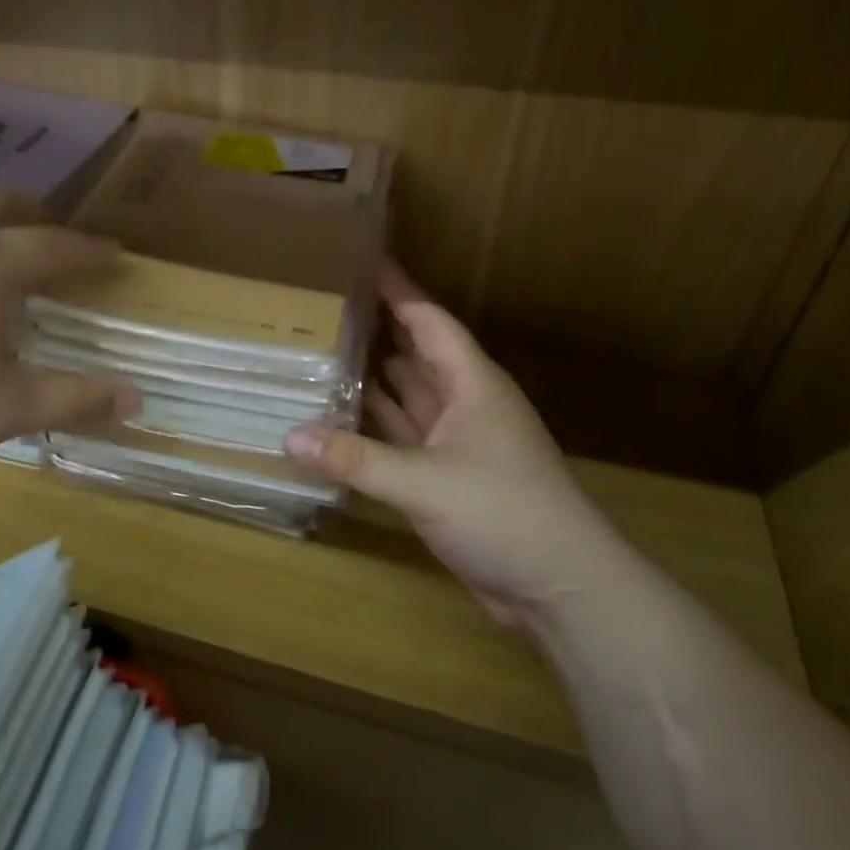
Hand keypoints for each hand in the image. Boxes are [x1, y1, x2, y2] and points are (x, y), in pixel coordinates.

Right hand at [285, 264, 627, 630]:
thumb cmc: (504, 513)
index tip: (361, 262)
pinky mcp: (444, 479)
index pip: (428, 322)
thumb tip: (289, 436)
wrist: (560, 586)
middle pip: (413, 356)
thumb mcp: (425, 482)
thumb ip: (355, 458)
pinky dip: (372, 430)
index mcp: (471, 385)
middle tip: (321, 312)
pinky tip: (337, 423)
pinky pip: (400, 441)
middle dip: (375, 333)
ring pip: (405, 400)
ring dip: (370, 382)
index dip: (398, 291)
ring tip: (319, 358)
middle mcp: (463, 406)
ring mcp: (454, 445)